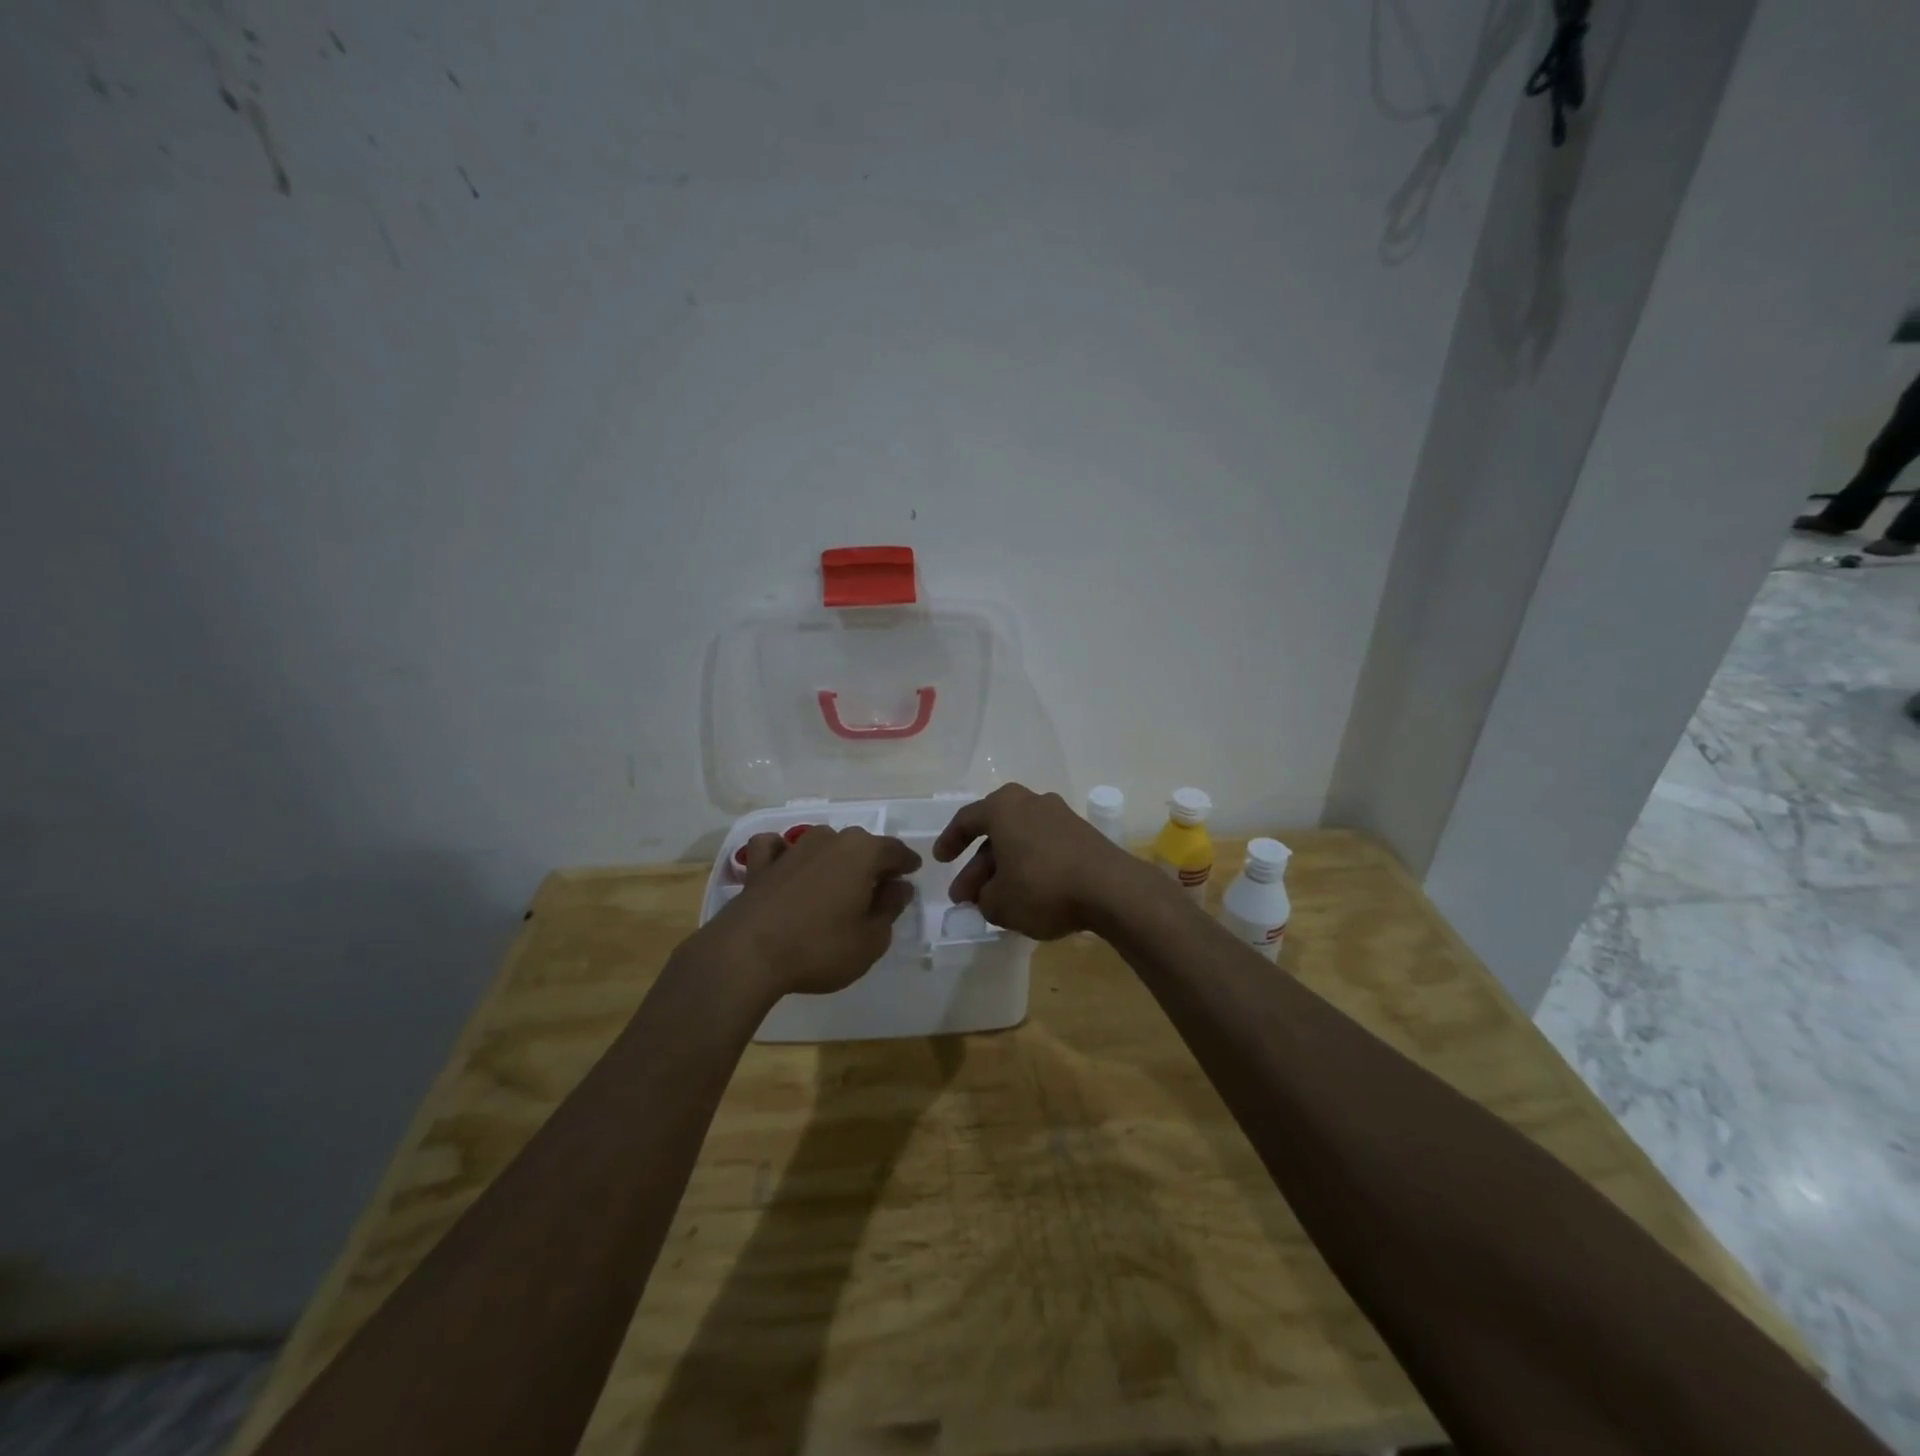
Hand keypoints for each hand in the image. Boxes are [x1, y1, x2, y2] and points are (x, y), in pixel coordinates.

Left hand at [701, 826, 921, 997]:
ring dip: (834, 857)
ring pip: (823, 842)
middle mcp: (829, 840)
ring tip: (837, 882)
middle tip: (878, 886)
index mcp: (862, 852)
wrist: (748, 954)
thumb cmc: (820, 947)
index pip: (895, 850)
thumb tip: (898, 886)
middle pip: (860, 844)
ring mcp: (791, 848)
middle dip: (873, 861)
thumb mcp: (871, 939)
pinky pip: (776, 847)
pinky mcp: (760, 864)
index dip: (906, 863)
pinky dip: (784, 852)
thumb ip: (890, 908)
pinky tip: (786, 866)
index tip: (912, 873)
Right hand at [931, 783, 1150, 939]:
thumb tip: (986, 896)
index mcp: (1003, 807)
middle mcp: (1031, 802)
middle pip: (995, 833)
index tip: (940, 860)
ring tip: (995, 902)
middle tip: (965, 896)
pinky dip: (1030, 868)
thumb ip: (982, 899)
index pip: (966, 819)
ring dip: (1004, 869)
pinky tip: (1027, 895)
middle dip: (978, 867)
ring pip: (1020, 841)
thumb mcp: (999, 902)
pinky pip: (1044, 848)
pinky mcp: (1083, 835)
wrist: (1111, 889)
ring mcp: (1060, 816)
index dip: (949, 841)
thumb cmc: (1043, 886)